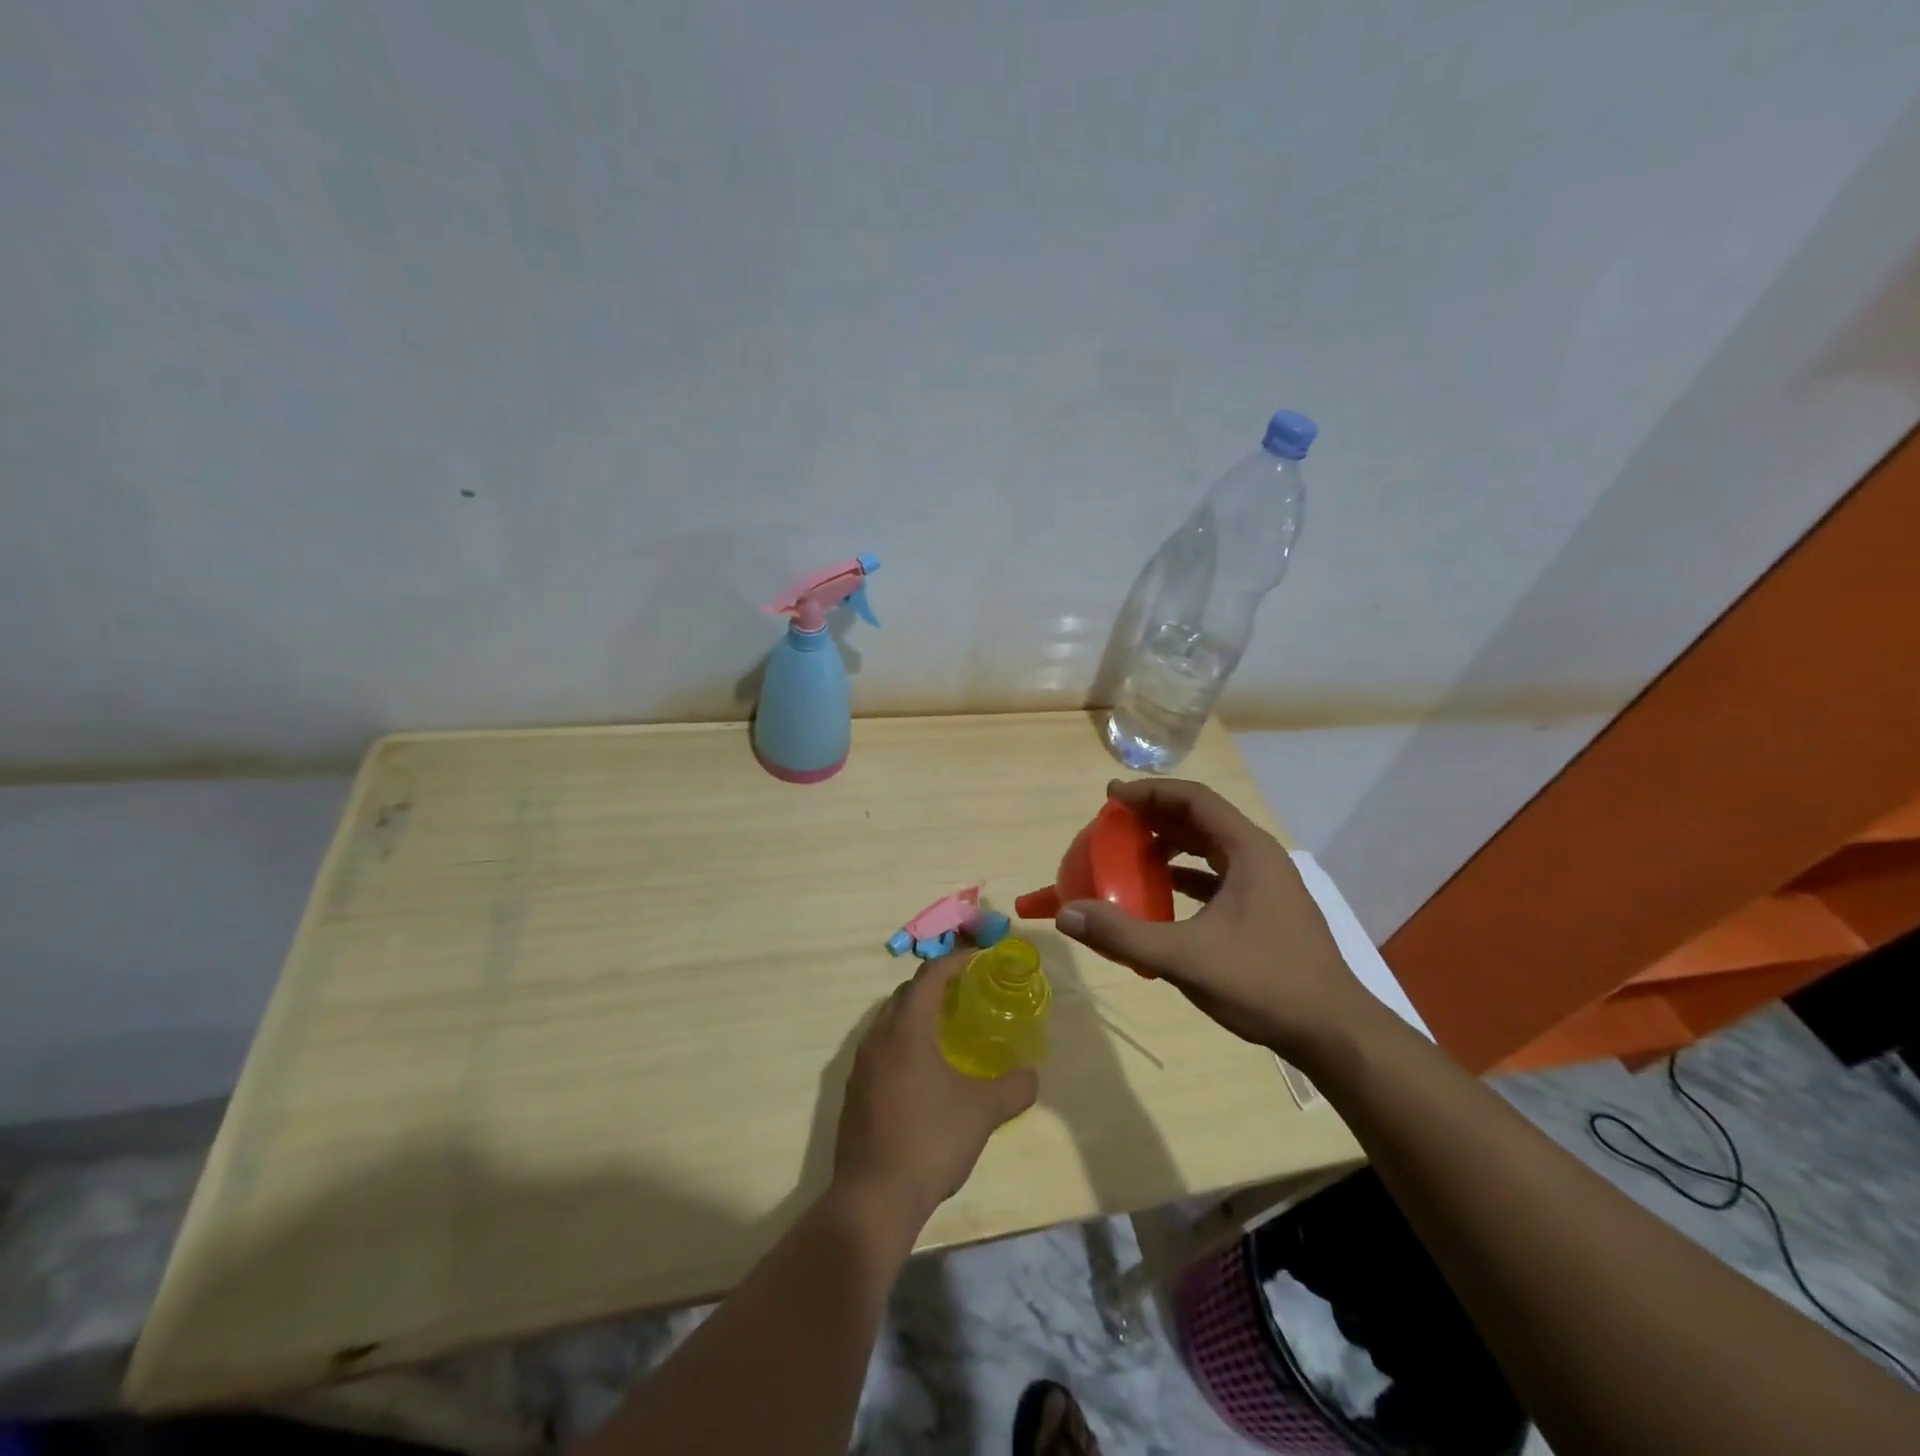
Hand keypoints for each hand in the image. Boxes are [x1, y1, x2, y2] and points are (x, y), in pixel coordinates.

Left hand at [831, 953, 1037, 1235]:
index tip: (978, 959)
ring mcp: (861, 1065)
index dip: (954, 961)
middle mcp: (878, 1037)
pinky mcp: (854, 1092)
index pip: (929, 976)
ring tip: (946, 1030)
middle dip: (934, 986)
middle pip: (905, 994)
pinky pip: (880, 1049)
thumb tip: (1032, 1076)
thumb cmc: (930, 1141)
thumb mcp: (982, 1113)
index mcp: (907, 1029)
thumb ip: (1013, 1088)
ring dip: (916, 1015)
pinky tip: (922, 1071)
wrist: (873, 1198)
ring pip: (889, 1021)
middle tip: (965, 993)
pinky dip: (902, 1043)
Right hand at [1055, 779, 1377, 1060]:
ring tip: (1131, 852)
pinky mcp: (1264, 909)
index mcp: (1248, 851)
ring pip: (1210, 847)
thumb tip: (1067, 915)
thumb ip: (1124, 935)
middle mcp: (1259, 857)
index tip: (1111, 796)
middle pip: (1201, 818)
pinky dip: (1185, 874)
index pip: (1194, 799)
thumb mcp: (1187, 958)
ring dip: (1170, 843)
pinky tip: (1162, 891)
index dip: (1150, 792)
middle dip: (1155, 815)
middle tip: (1113, 821)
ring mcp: (1265, 884)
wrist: (1333, 1032)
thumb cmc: (1264, 983)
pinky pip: (1217, 874)